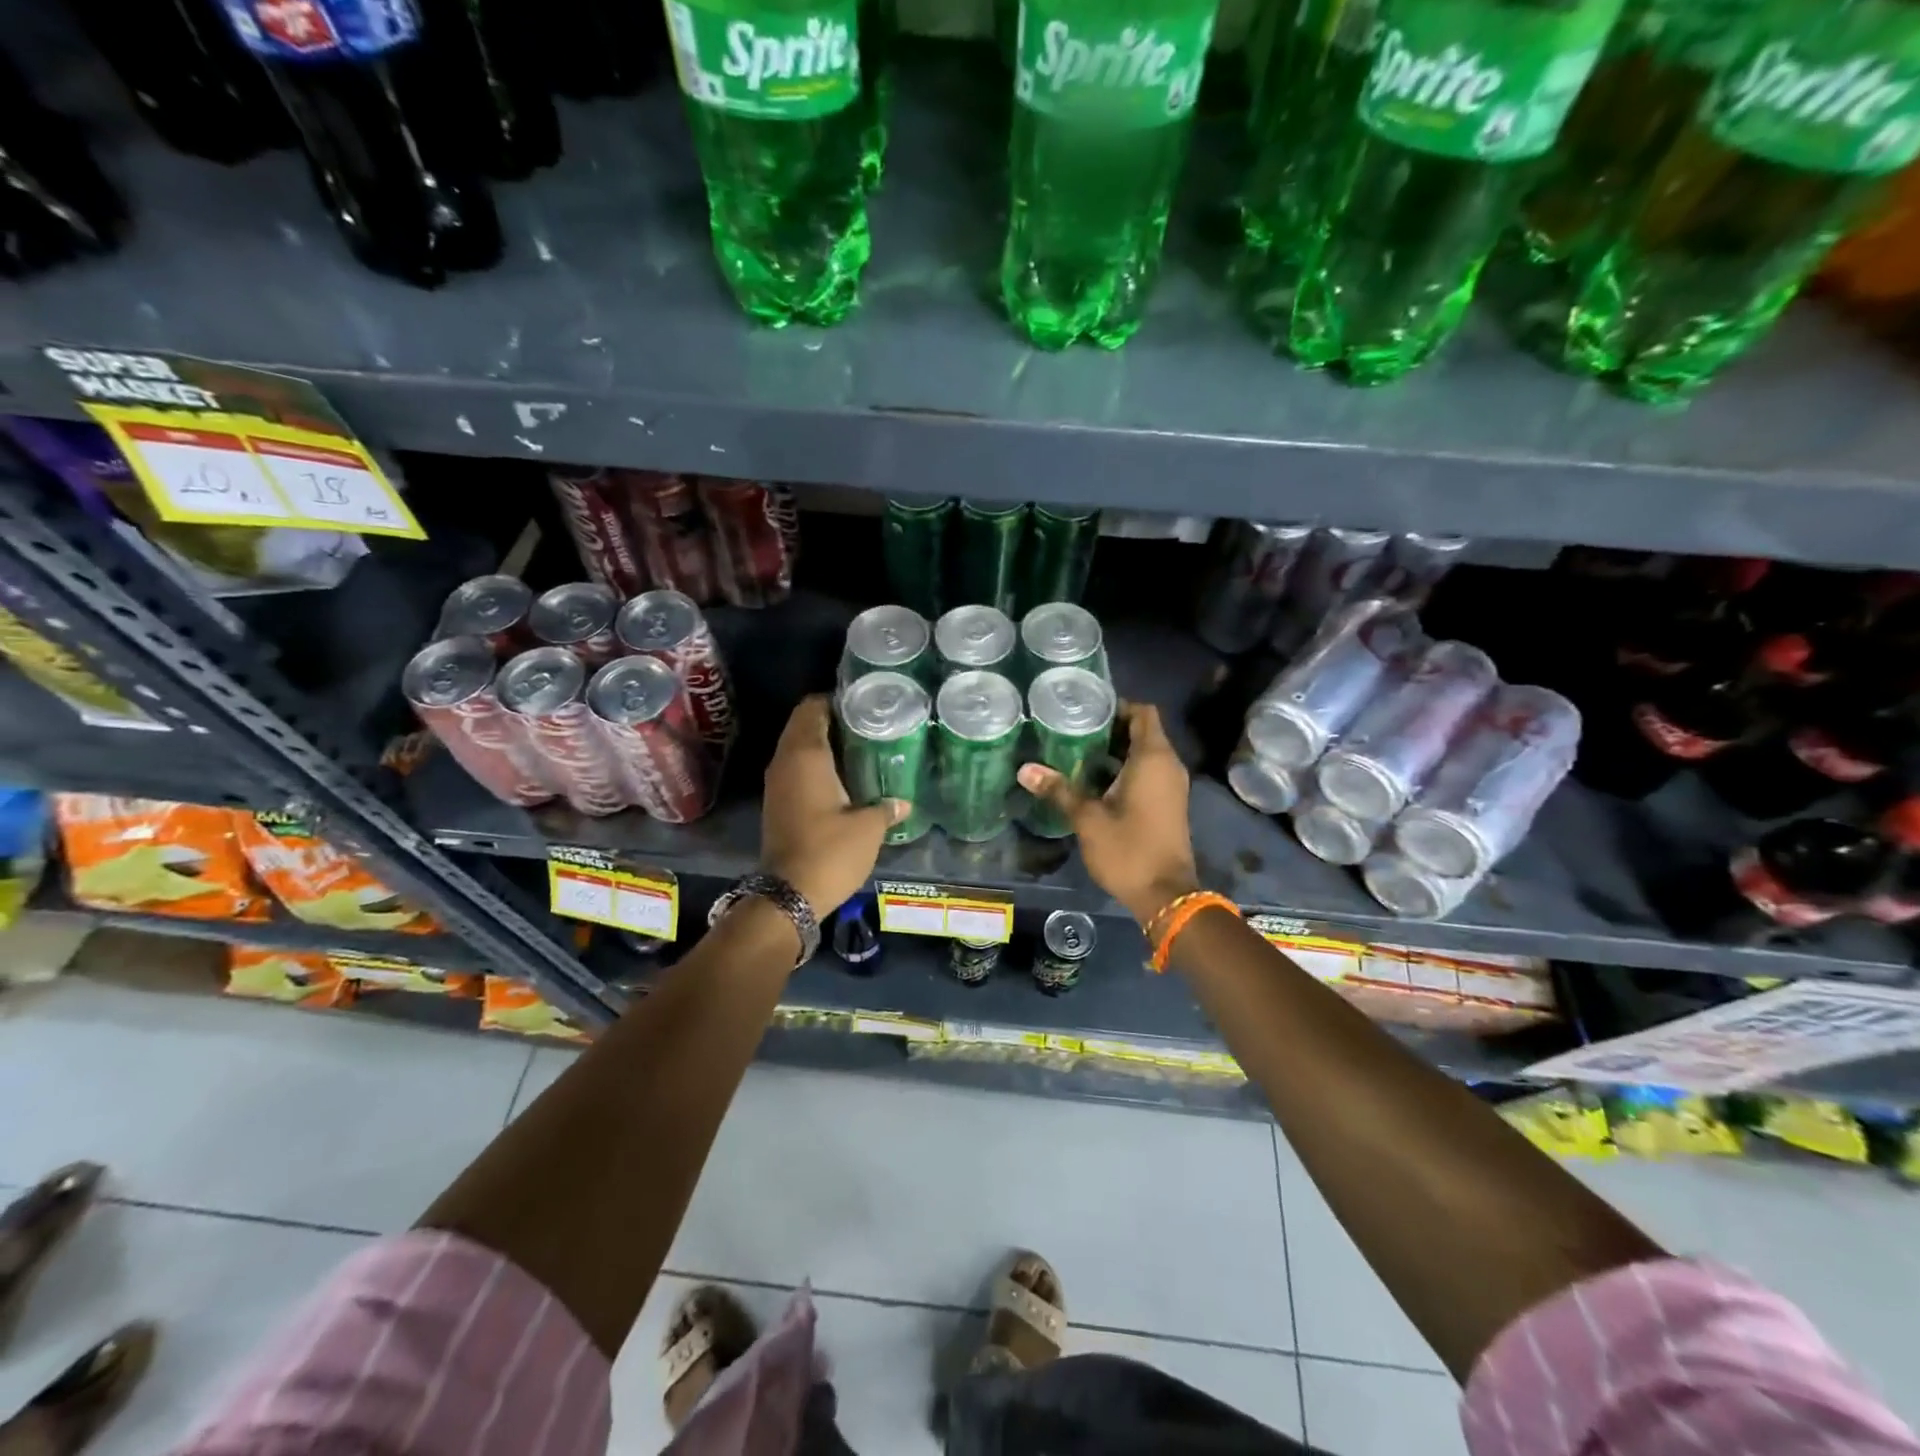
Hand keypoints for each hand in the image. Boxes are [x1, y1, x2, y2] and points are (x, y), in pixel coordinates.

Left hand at [761, 695, 907, 916]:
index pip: (812, 708)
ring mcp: (776, 783)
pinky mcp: (777, 803)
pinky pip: (795, 769)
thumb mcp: (868, 828)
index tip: (863, 703)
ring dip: (822, 743)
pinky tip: (843, 776)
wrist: (788, 894)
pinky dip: (815, 764)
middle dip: (832, 719)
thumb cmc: (830, 851)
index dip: (835, 700)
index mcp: (805, 755)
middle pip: (803, 725)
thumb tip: (903, 802)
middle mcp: (785, 762)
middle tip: (867, 723)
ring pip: (797, 748)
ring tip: (859, 746)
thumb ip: (886, 808)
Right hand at [1018, 702, 1198, 926]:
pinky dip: (1124, 769)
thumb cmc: (1129, 849)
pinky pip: (1148, 772)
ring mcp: (1171, 785)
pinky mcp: (1168, 803)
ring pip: (1144, 753)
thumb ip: (1058, 790)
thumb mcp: (1087, 819)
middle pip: (1142, 731)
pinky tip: (1093, 780)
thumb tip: (1024, 769)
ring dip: (1115, 751)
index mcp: (1153, 758)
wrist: (1165, 895)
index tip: (1087, 710)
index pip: (1143, 712)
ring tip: (1076, 752)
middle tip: (1072, 729)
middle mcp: (1168, 765)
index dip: (1117, 706)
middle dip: (1109, 728)